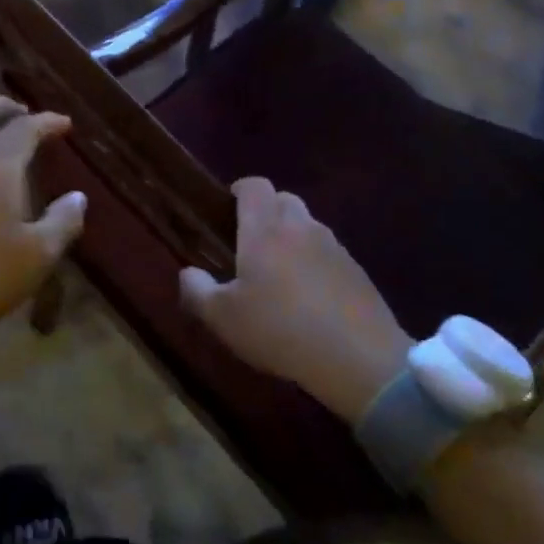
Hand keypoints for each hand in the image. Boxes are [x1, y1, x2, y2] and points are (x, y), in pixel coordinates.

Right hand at [179, 177, 410, 422]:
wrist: (356, 357)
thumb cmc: (279, 330)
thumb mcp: (224, 318)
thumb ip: (198, 292)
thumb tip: (187, 273)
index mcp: (264, 230)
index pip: (255, 186)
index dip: (241, 189)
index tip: (228, 206)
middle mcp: (300, 228)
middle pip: (284, 200)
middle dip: (266, 210)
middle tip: (251, 242)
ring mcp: (333, 246)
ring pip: (308, 225)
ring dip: (293, 236)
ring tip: (280, 272)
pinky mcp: (356, 269)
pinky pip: (329, 252)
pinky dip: (316, 261)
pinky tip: (310, 296)